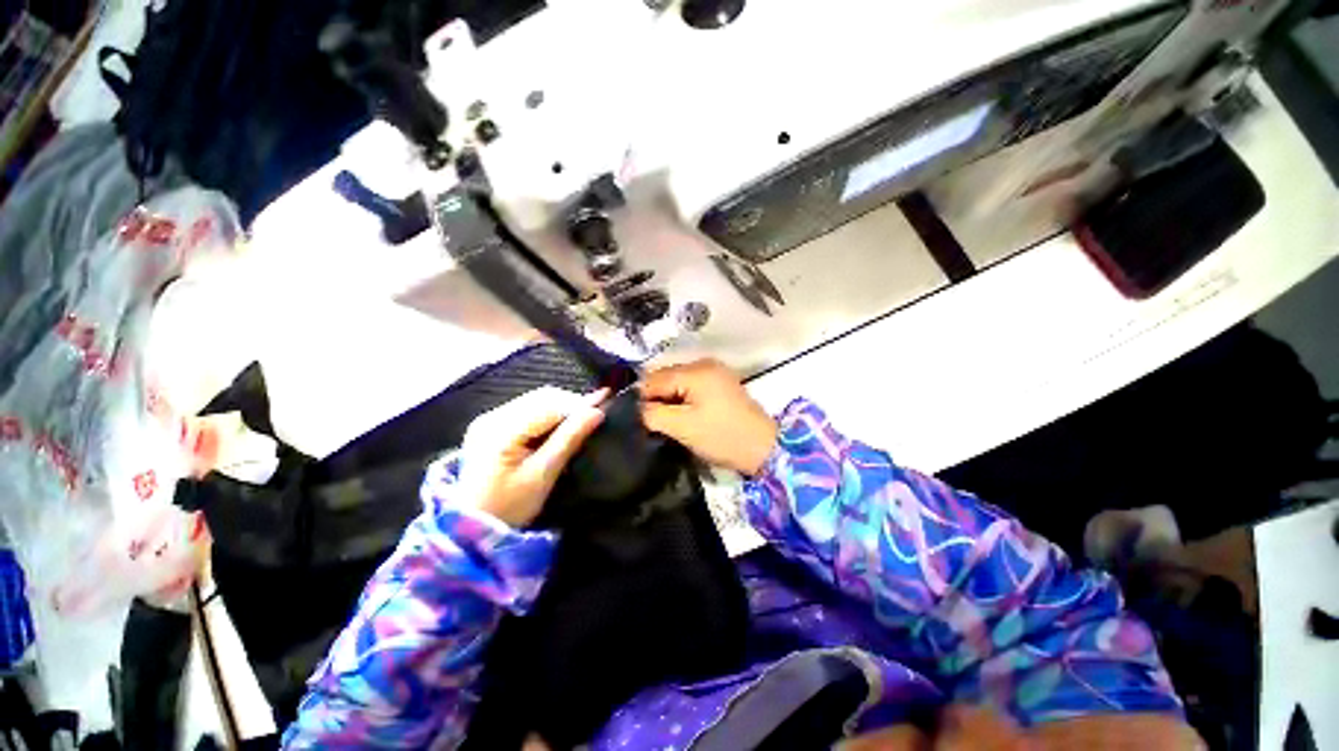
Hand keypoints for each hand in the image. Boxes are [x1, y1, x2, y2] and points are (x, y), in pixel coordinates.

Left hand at [456, 387, 606, 526]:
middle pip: (541, 397)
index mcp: (500, 429)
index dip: (578, 404)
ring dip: (561, 407)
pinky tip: (562, 423)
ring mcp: (488, 419)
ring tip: (583, 417)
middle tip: (596, 413)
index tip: (605, 404)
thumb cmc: (509, 507)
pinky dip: (548, 413)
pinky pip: (527, 409)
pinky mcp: (490, 426)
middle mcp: (491, 416)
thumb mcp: (543, 475)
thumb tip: (597, 411)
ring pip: (536, 400)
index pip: (548, 405)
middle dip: (571, 403)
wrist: (471, 529)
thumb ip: (569, 439)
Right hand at [640, 359, 776, 475]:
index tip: (636, 419)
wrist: (764, 448)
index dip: (641, 398)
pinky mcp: (720, 383)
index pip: (654, 378)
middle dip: (655, 398)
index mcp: (695, 371)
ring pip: (678, 382)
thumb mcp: (682, 427)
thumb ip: (653, 414)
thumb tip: (635, 407)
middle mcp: (704, 364)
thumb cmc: (722, 436)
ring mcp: (715, 372)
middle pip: (666, 377)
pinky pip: (691, 386)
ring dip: (669, 399)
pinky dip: (682, 399)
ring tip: (665, 421)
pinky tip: (682, 415)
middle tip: (651, 422)